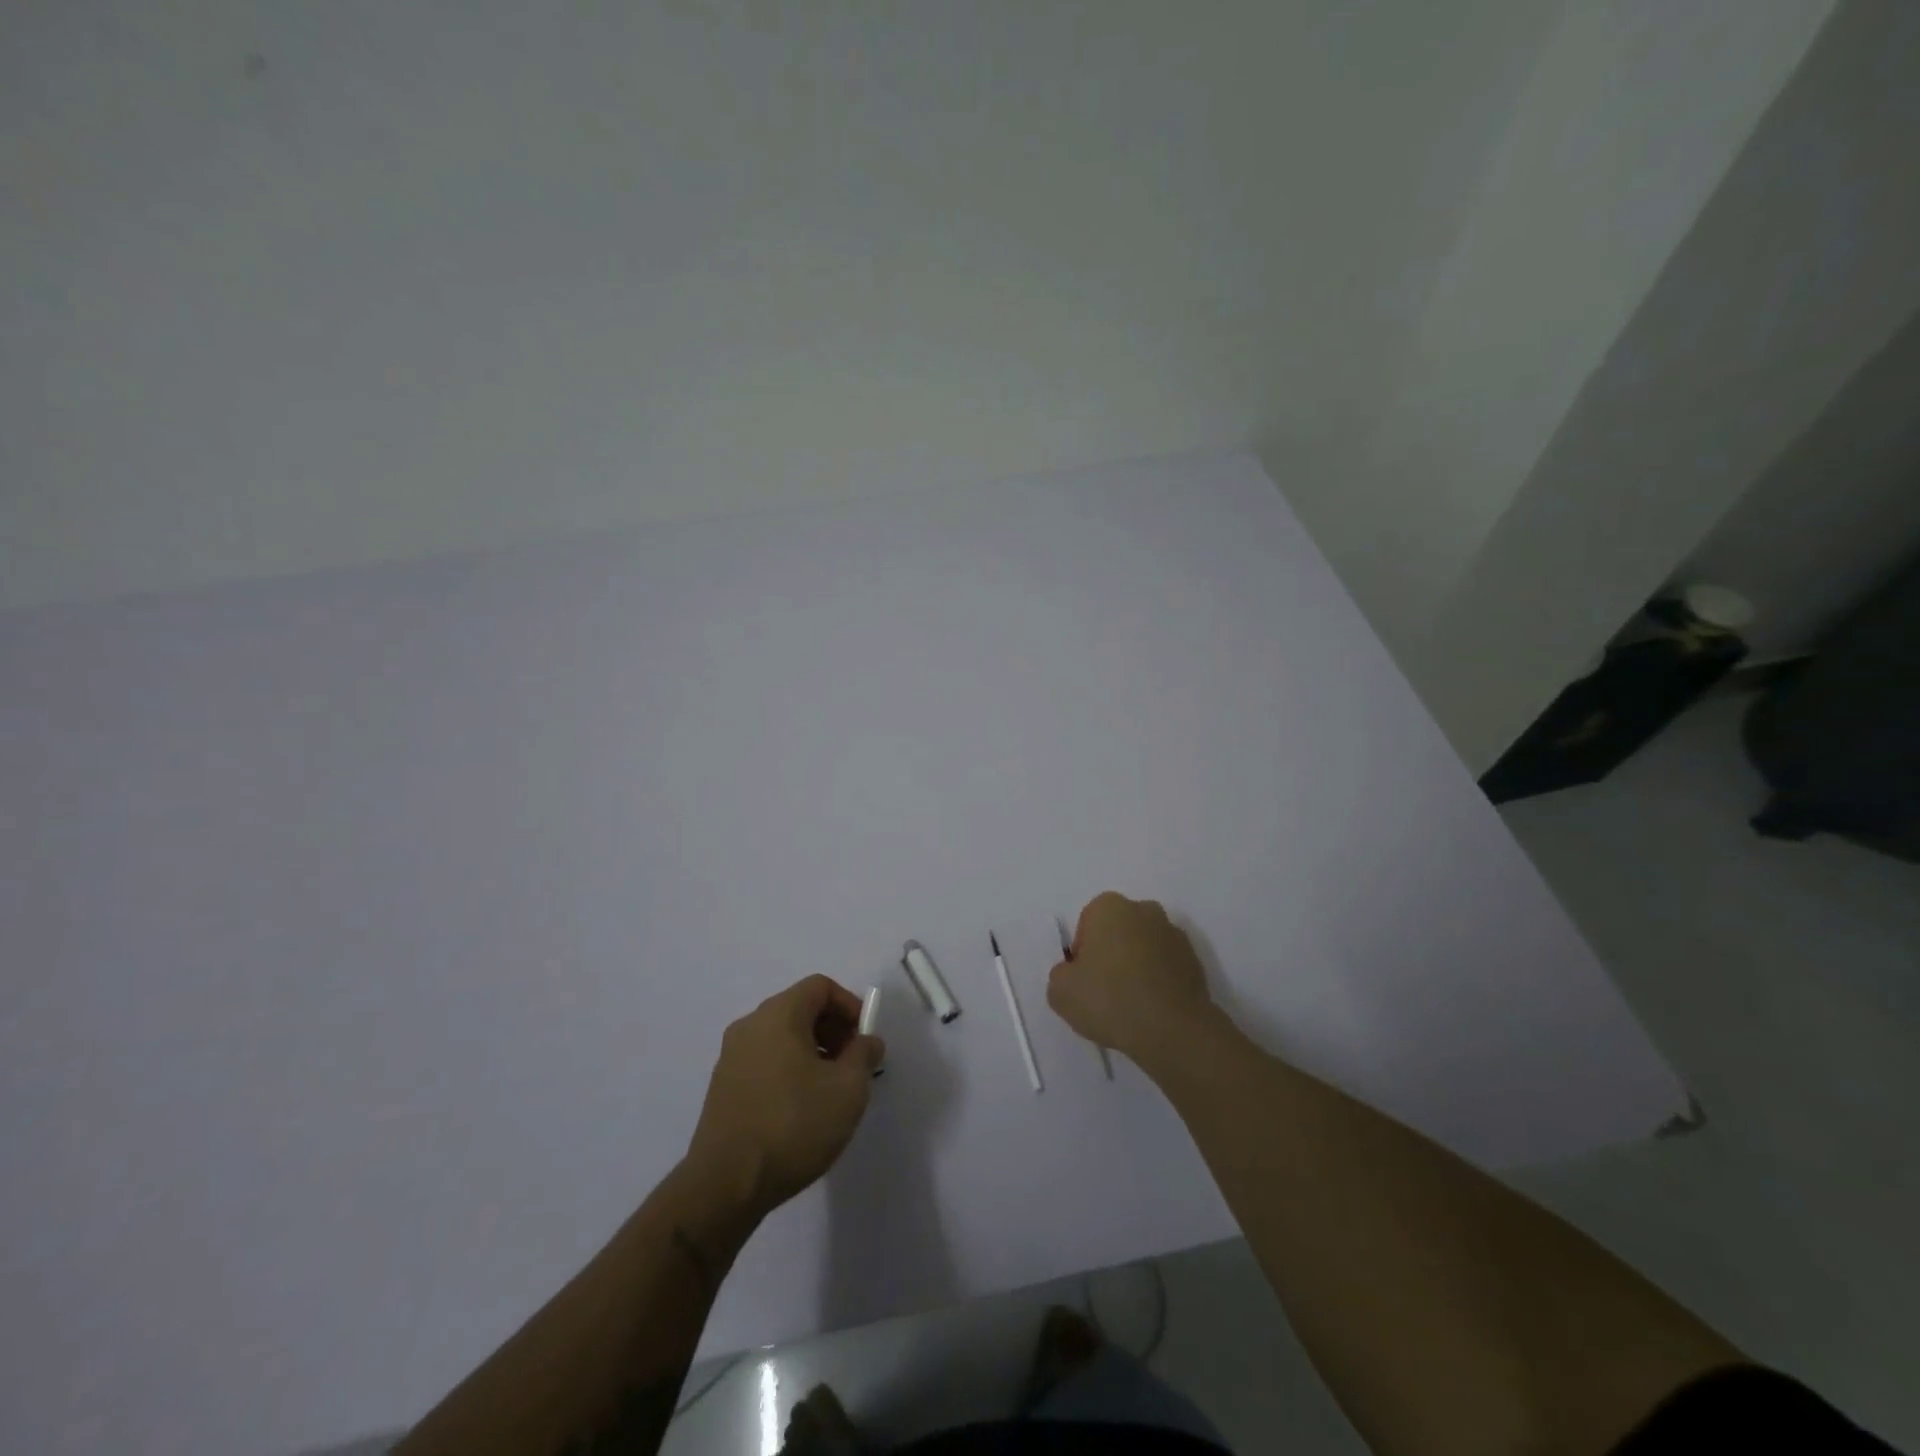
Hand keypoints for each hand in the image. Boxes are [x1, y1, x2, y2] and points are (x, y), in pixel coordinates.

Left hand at [685, 975, 884, 1220]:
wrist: (725, 1185)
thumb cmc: (793, 1125)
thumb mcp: (848, 1088)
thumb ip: (864, 1055)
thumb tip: (867, 1041)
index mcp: (778, 1015)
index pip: (820, 987)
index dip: (850, 1006)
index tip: (865, 1040)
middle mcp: (750, 1025)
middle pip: (800, 1008)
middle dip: (833, 1030)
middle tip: (852, 1066)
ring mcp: (731, 1057)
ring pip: (782, 1037)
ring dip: (812, 1052)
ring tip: (830, 1092)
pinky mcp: (722, 1088)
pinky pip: (765, 1061)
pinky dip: (789, 1070)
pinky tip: (800, 1110)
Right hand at [1048, 893, 1214, 1066]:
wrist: (1173, 1030)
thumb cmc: (1110, 999)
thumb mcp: (1060, 991)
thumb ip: (1061, 974)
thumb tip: (1075, 974)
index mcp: (1109, 907)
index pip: (1087, 924)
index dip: (1082, 953)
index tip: (1085, 980)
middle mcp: (1144, 910)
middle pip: (1118, 931)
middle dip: (1111, 953)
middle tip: (1104, 990)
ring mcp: (1174, 934)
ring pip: (1144, 947)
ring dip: (1136, 966)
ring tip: (1130, 1004)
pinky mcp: (1195, 960)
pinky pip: (1165, 966)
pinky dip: (1158, 981)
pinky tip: (1152, 1009)